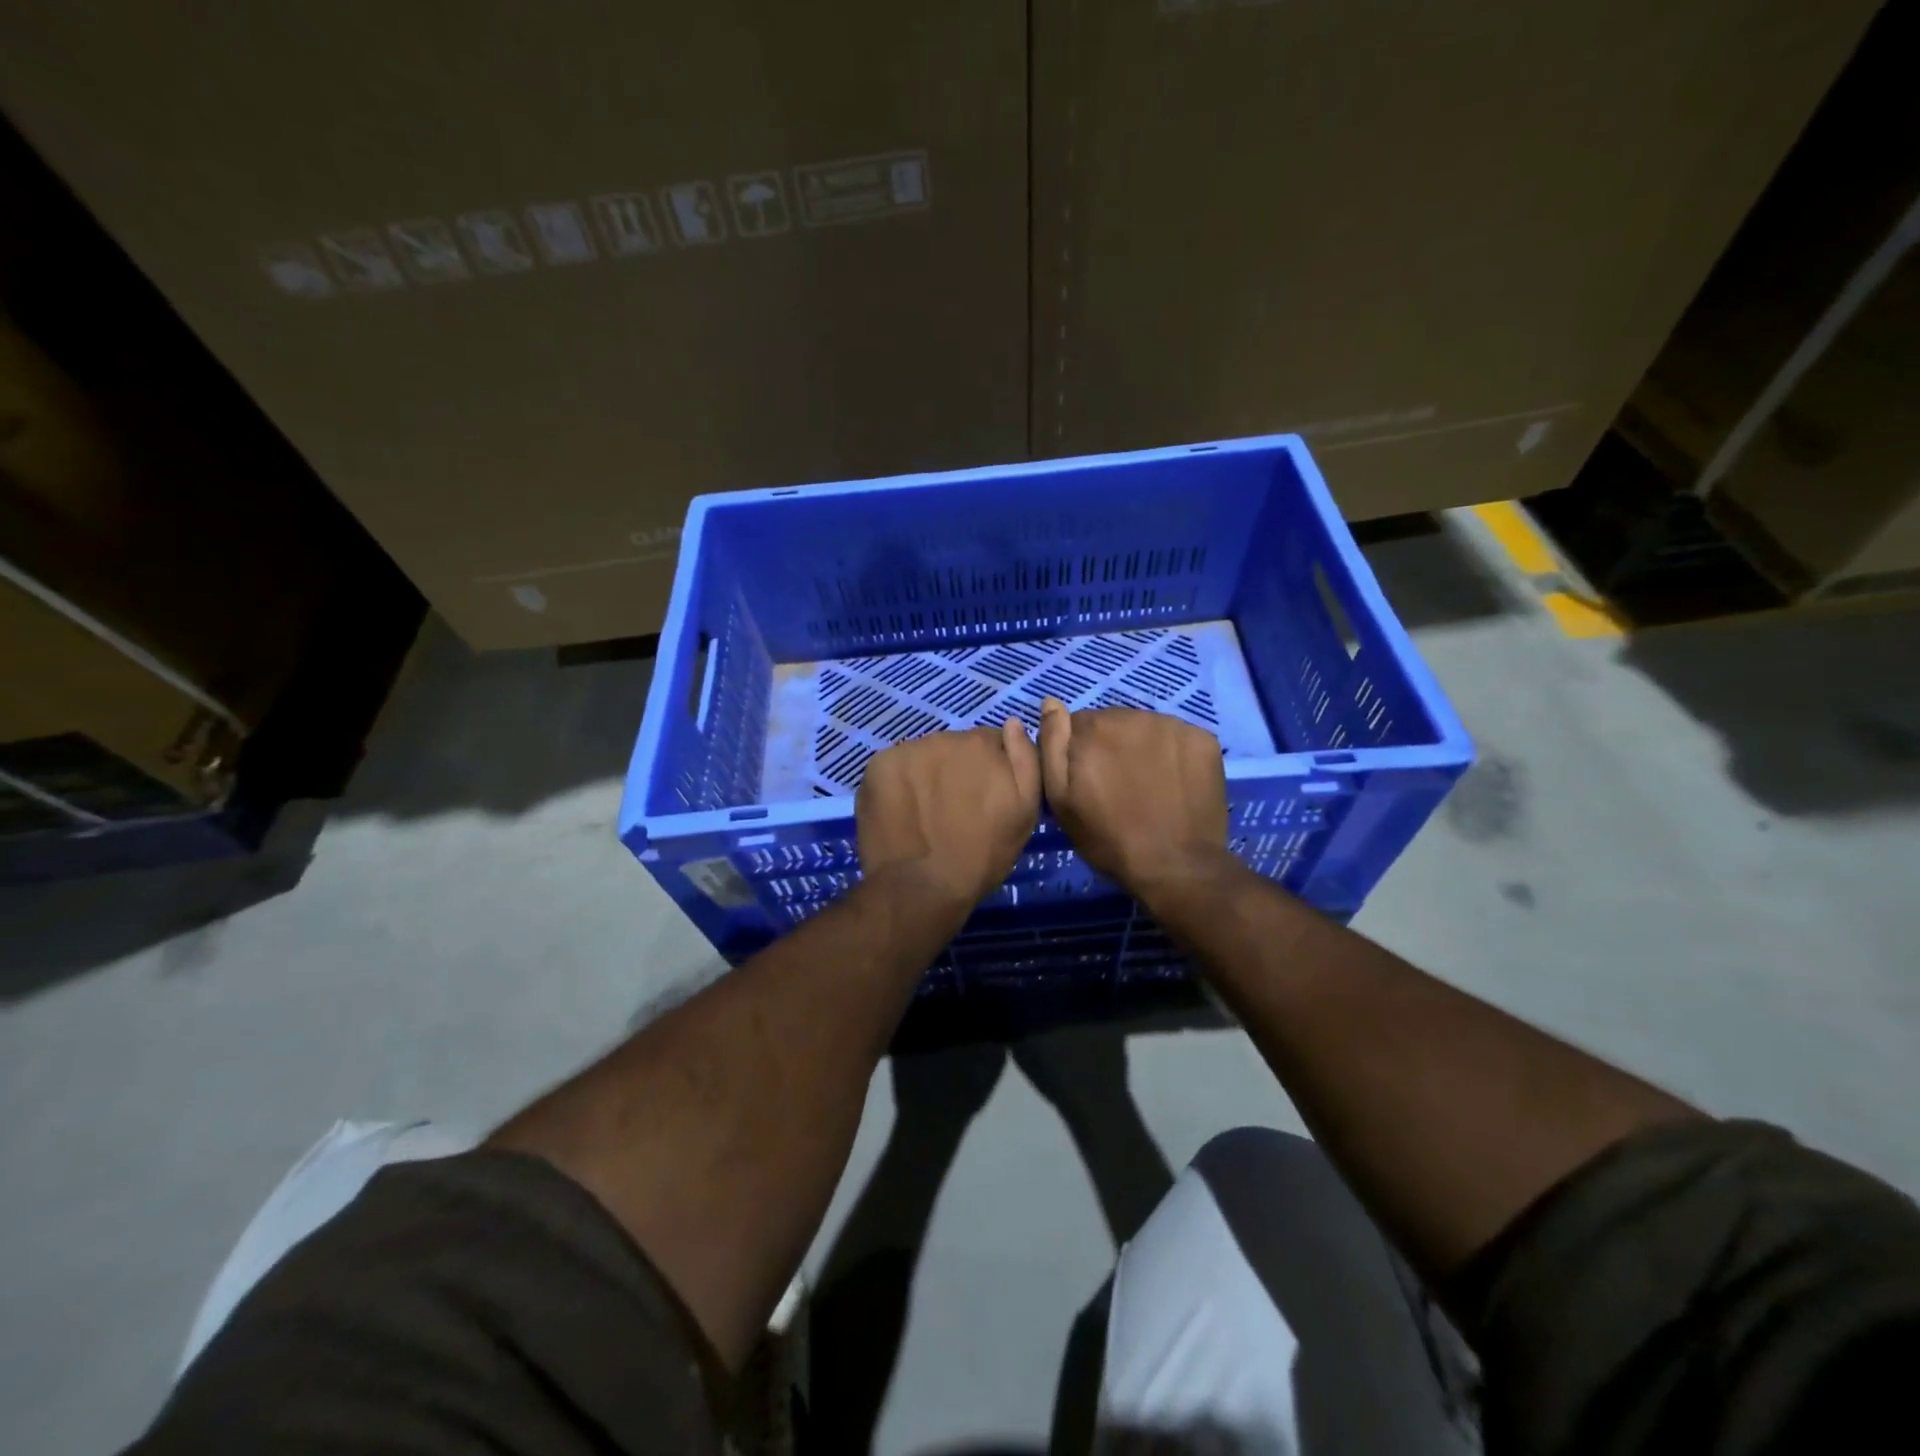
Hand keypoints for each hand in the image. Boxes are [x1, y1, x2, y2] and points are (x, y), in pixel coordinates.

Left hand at [857, 720, 1040, 908]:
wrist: (923, 886)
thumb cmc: (982, 855)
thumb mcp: (1025, 812)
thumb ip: (1026, 760)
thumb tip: (1013, 723)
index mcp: (983, 743)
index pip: (990, 743)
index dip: (988, 771)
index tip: (984, 799)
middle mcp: (944, 737)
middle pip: (954, 747)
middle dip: (957, 770)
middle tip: (955, 810)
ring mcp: (907, 750)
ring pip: (922, 757)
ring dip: (926, 776)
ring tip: (926, 814)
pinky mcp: (877, 766)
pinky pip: (894, 769)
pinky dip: (898, 785)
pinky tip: (902, 813)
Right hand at [1039, 698, 1230, 892]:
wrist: (1175, 865)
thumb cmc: (1108, 838)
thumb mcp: (1061, 799)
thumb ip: (1052, 744)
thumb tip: (1050, 702)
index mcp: (1094, 728)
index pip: (1077, 724)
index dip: (1079, 753)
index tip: (1087, 781)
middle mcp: (1133, 716)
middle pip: (1113, 722)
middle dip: (1110, 747)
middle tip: (1117, 787)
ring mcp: (1172, 725)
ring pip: (1145, 728)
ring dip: (1141, 747)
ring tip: (1146, 786)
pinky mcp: (1203, 739)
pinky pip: (1177, 738)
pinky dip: (1172, 754)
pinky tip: (1172, 783)